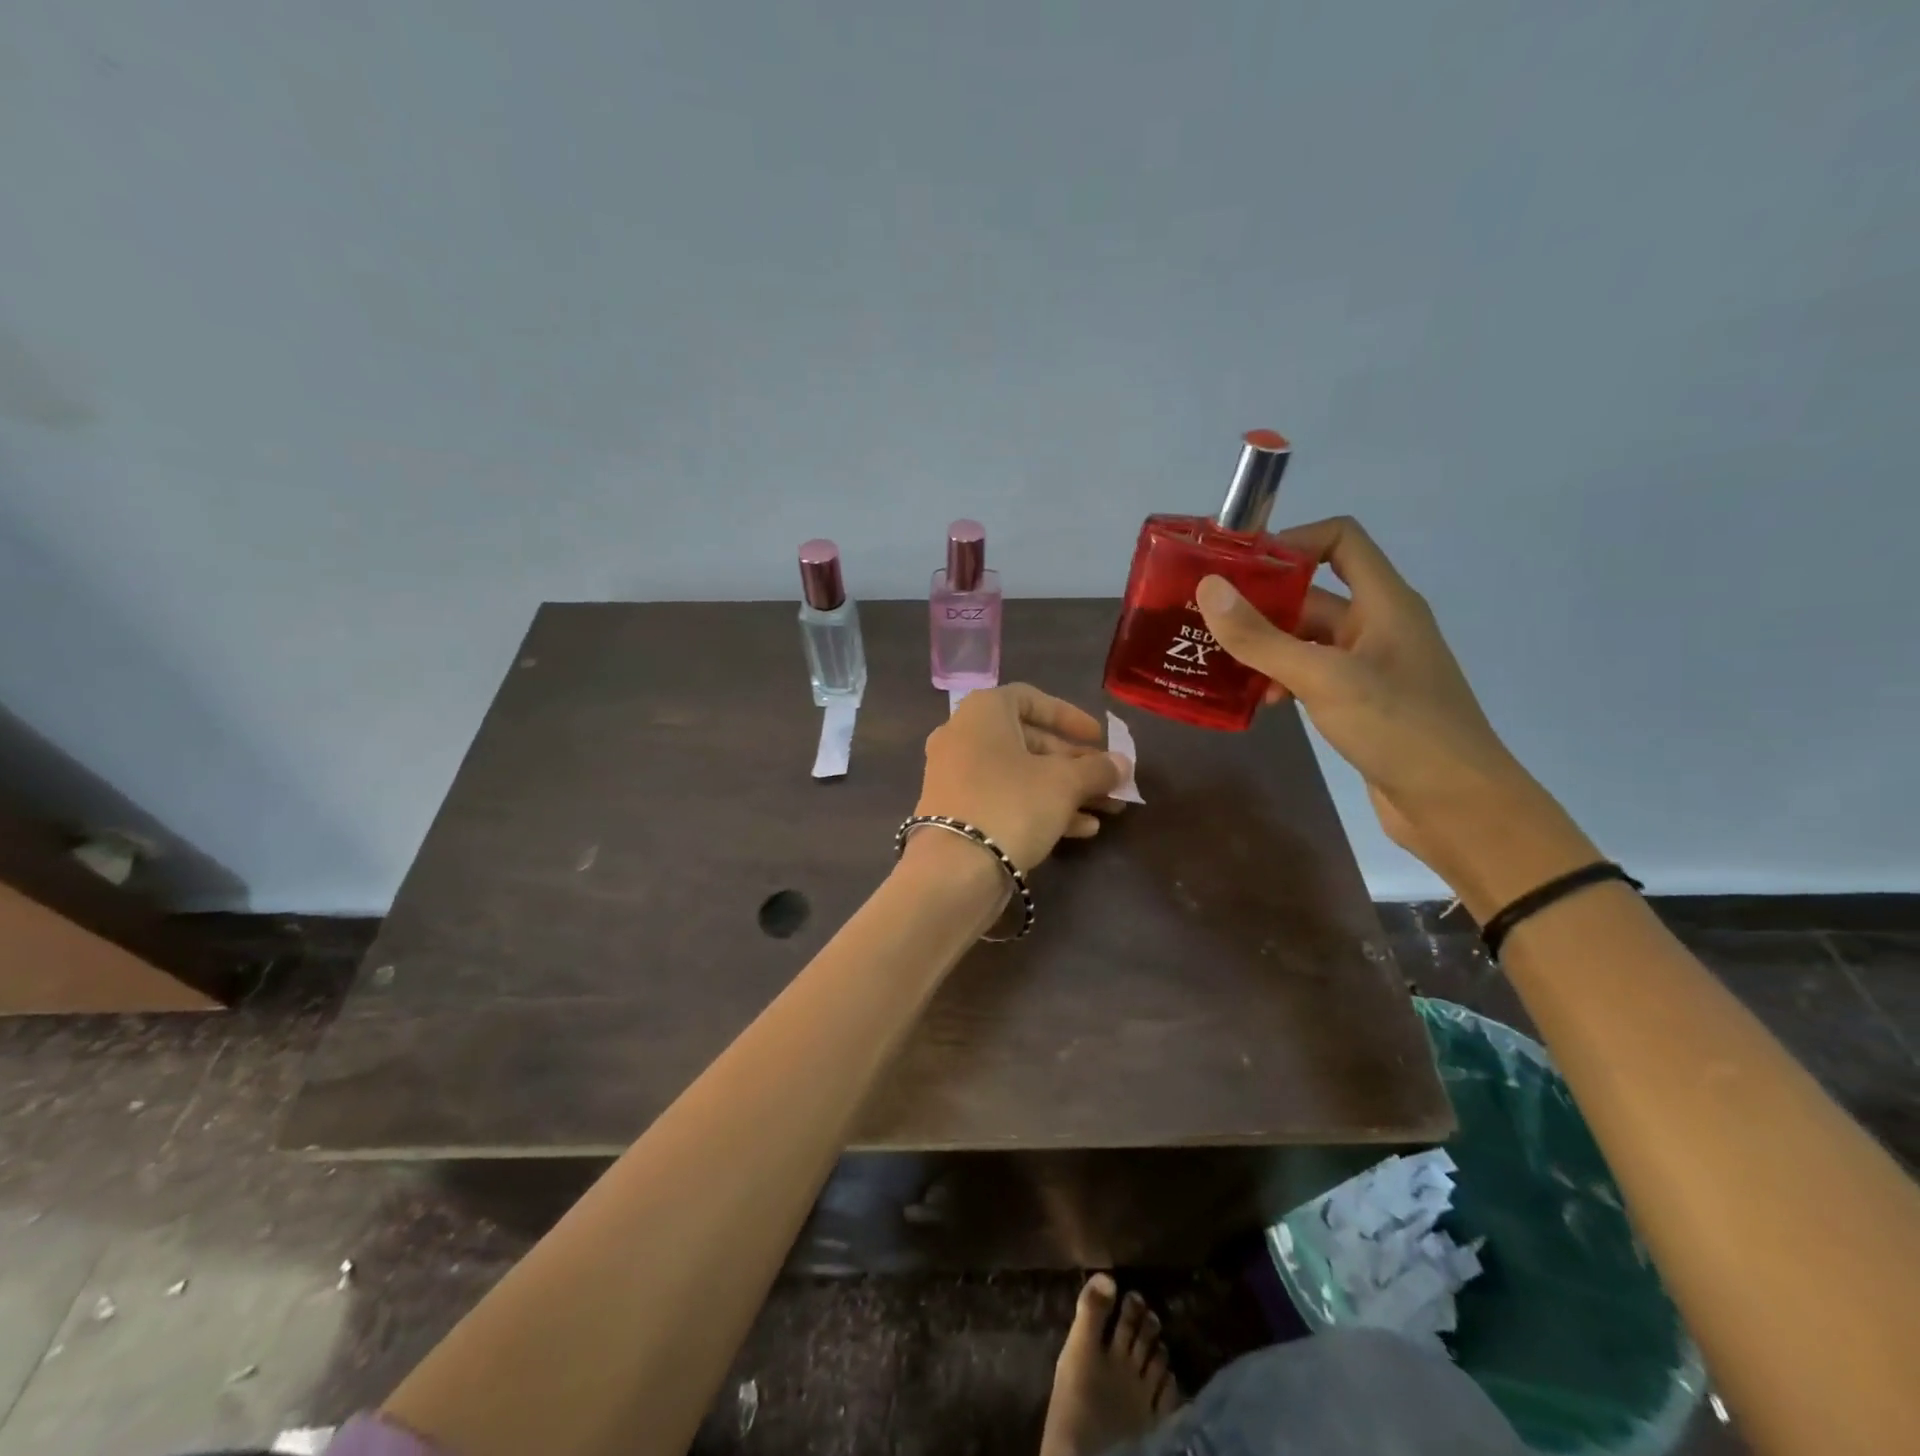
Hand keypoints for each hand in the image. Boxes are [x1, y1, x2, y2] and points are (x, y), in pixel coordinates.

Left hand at [913, 684, 1129, 870]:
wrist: (955, 870)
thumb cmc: (1012, 805)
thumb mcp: (1064, 783)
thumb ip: (1097, 768)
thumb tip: (1121, 764)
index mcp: (982, 712)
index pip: (1030, 699)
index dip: (1069, 716)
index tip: (1099, 738)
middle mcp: (963, 736)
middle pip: (1029, 741)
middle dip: (1075, 762)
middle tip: (1109, 780)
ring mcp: (956, 776)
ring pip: (1020, 775)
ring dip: (1065, 790)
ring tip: (1107, 809)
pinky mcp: (957, 812)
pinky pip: (1004, 799)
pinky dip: (1040, 807)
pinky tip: (1081, 830)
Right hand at [1196, 517, 1591, 907]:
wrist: (1456, 806)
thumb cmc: (1398, 728)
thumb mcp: (1322, 678)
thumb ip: (1262, 637)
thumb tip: (1208, 588)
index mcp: (1383, 602)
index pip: (1340, 539)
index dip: (1290, 543)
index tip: (1238, 568)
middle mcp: (1377, 625)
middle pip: (1311, 593)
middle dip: (1260, 603)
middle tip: (1205, 620)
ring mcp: (1370, 666)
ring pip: (1305, 639)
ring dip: (1265, 647)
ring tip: (1220, 664)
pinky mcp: (1361, 702)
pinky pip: (1311, 674)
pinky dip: (1281, 679)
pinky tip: (1258, 701)